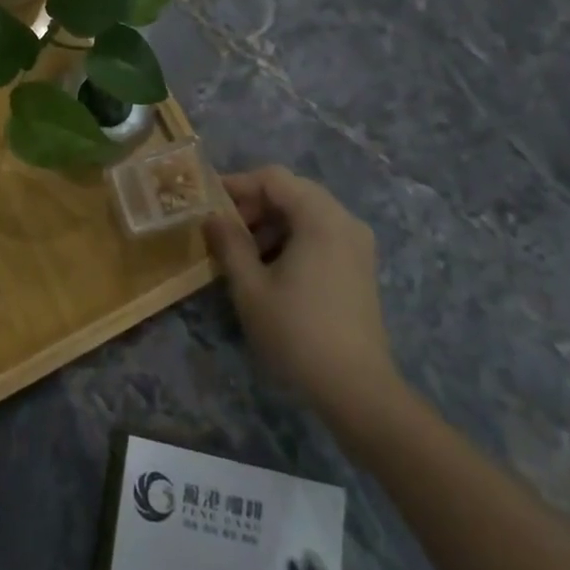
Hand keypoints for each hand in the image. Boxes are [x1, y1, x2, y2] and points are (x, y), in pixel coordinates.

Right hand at [204, 167, 402, 429]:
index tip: (209, 202)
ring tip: (243, 251)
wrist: (358, 390)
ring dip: (272, 222)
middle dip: (254, 204)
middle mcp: (344, 220)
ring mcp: (357, 244)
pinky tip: (272, 267)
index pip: (273, 178)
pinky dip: (293, 237)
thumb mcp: (250, 287)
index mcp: (320, 217)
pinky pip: (321, 233)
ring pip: (307, 212)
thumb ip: (229, 243)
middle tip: (225, 227)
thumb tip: (212, 216)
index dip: (238, 184)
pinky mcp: (360, 267)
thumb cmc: (297, 332)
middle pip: (292, 191)